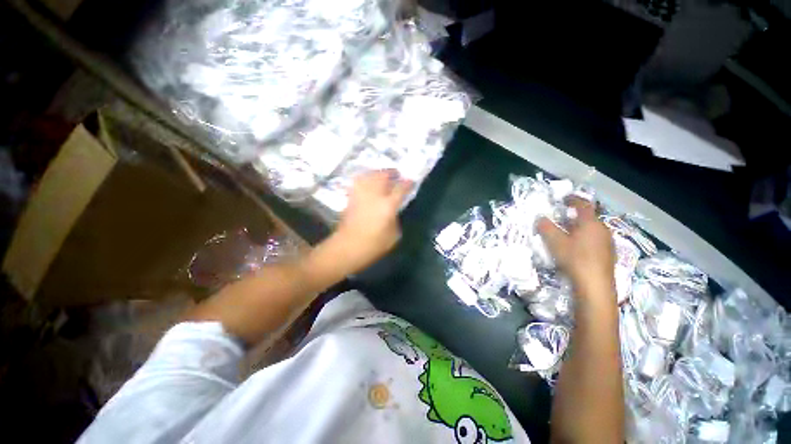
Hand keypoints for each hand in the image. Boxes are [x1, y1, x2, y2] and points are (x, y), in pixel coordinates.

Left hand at [331, 170, 412, 273]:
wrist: (348, 247)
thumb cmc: (374, 245)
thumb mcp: (393, 235)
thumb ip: (395, 219)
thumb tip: (394, 210)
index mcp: (388, 205)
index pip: (400, 188)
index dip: (407, 183)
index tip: (410, 180)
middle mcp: (374, 195)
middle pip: (383, 176)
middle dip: (391, 172)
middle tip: (396, 174)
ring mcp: (361, 195)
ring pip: (370, 175)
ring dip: (378, 173)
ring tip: (382, 175)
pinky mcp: (351, 197)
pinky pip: (359, 182)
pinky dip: (365, 178)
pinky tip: (368, 182)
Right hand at [537, 198, 615, 298]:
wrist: (595, 286)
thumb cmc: (575, 259)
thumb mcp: (555, 242)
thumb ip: (546, 227)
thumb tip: (540, 218)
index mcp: (591, 223)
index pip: (583, 205)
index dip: (573, 199)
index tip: (563, 199)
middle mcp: (603, 230)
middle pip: (587, 218)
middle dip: (572, 217)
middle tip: (558, 220)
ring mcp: (607, 243)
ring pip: (591, 230)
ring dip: (577, 229)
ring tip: (564, 235)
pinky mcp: (608, 255)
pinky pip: (594, 240)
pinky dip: (583, 239)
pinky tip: (575, 249)